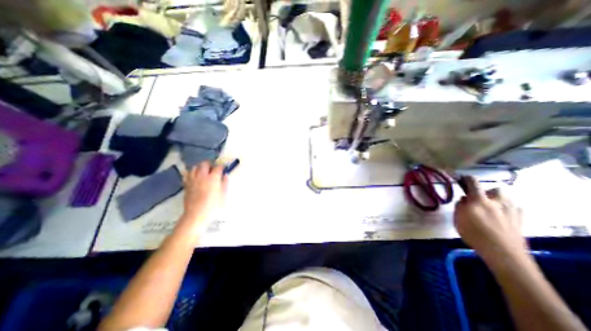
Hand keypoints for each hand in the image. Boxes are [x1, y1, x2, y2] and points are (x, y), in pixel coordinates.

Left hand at [181, 162, 226, 226]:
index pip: (218, 167)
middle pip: (205, 163)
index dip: (222, 167)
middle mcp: (202, 176)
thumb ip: (225, 183)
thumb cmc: (213, 206)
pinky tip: (195, 177)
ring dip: (200, 168)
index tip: (224, 169)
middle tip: (214, 169)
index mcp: (213, 178)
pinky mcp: (186, 184)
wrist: (196, 215)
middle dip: (210, 164)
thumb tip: (225, 176)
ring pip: (195, 167)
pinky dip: (192, 173)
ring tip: (204, 172)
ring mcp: (193, 179)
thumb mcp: (223, 195)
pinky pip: (187, 174)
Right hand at [454, 178, 522, 263]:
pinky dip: (509, 210)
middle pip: (496, 190)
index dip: (467, 178)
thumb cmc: (474, 234)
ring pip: (507, 199)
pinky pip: (516, 209)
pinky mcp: (521, 220)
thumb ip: (460, 207)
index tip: (462, 178)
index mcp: (479, 200)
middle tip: (480, 199)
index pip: (473, 183)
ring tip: (493, 207)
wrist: (503, 253)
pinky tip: (504, 217)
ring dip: (499, 200)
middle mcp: (497, 202)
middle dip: (488, 192)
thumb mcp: (458, 219)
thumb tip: (464, 200)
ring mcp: (512, 211)